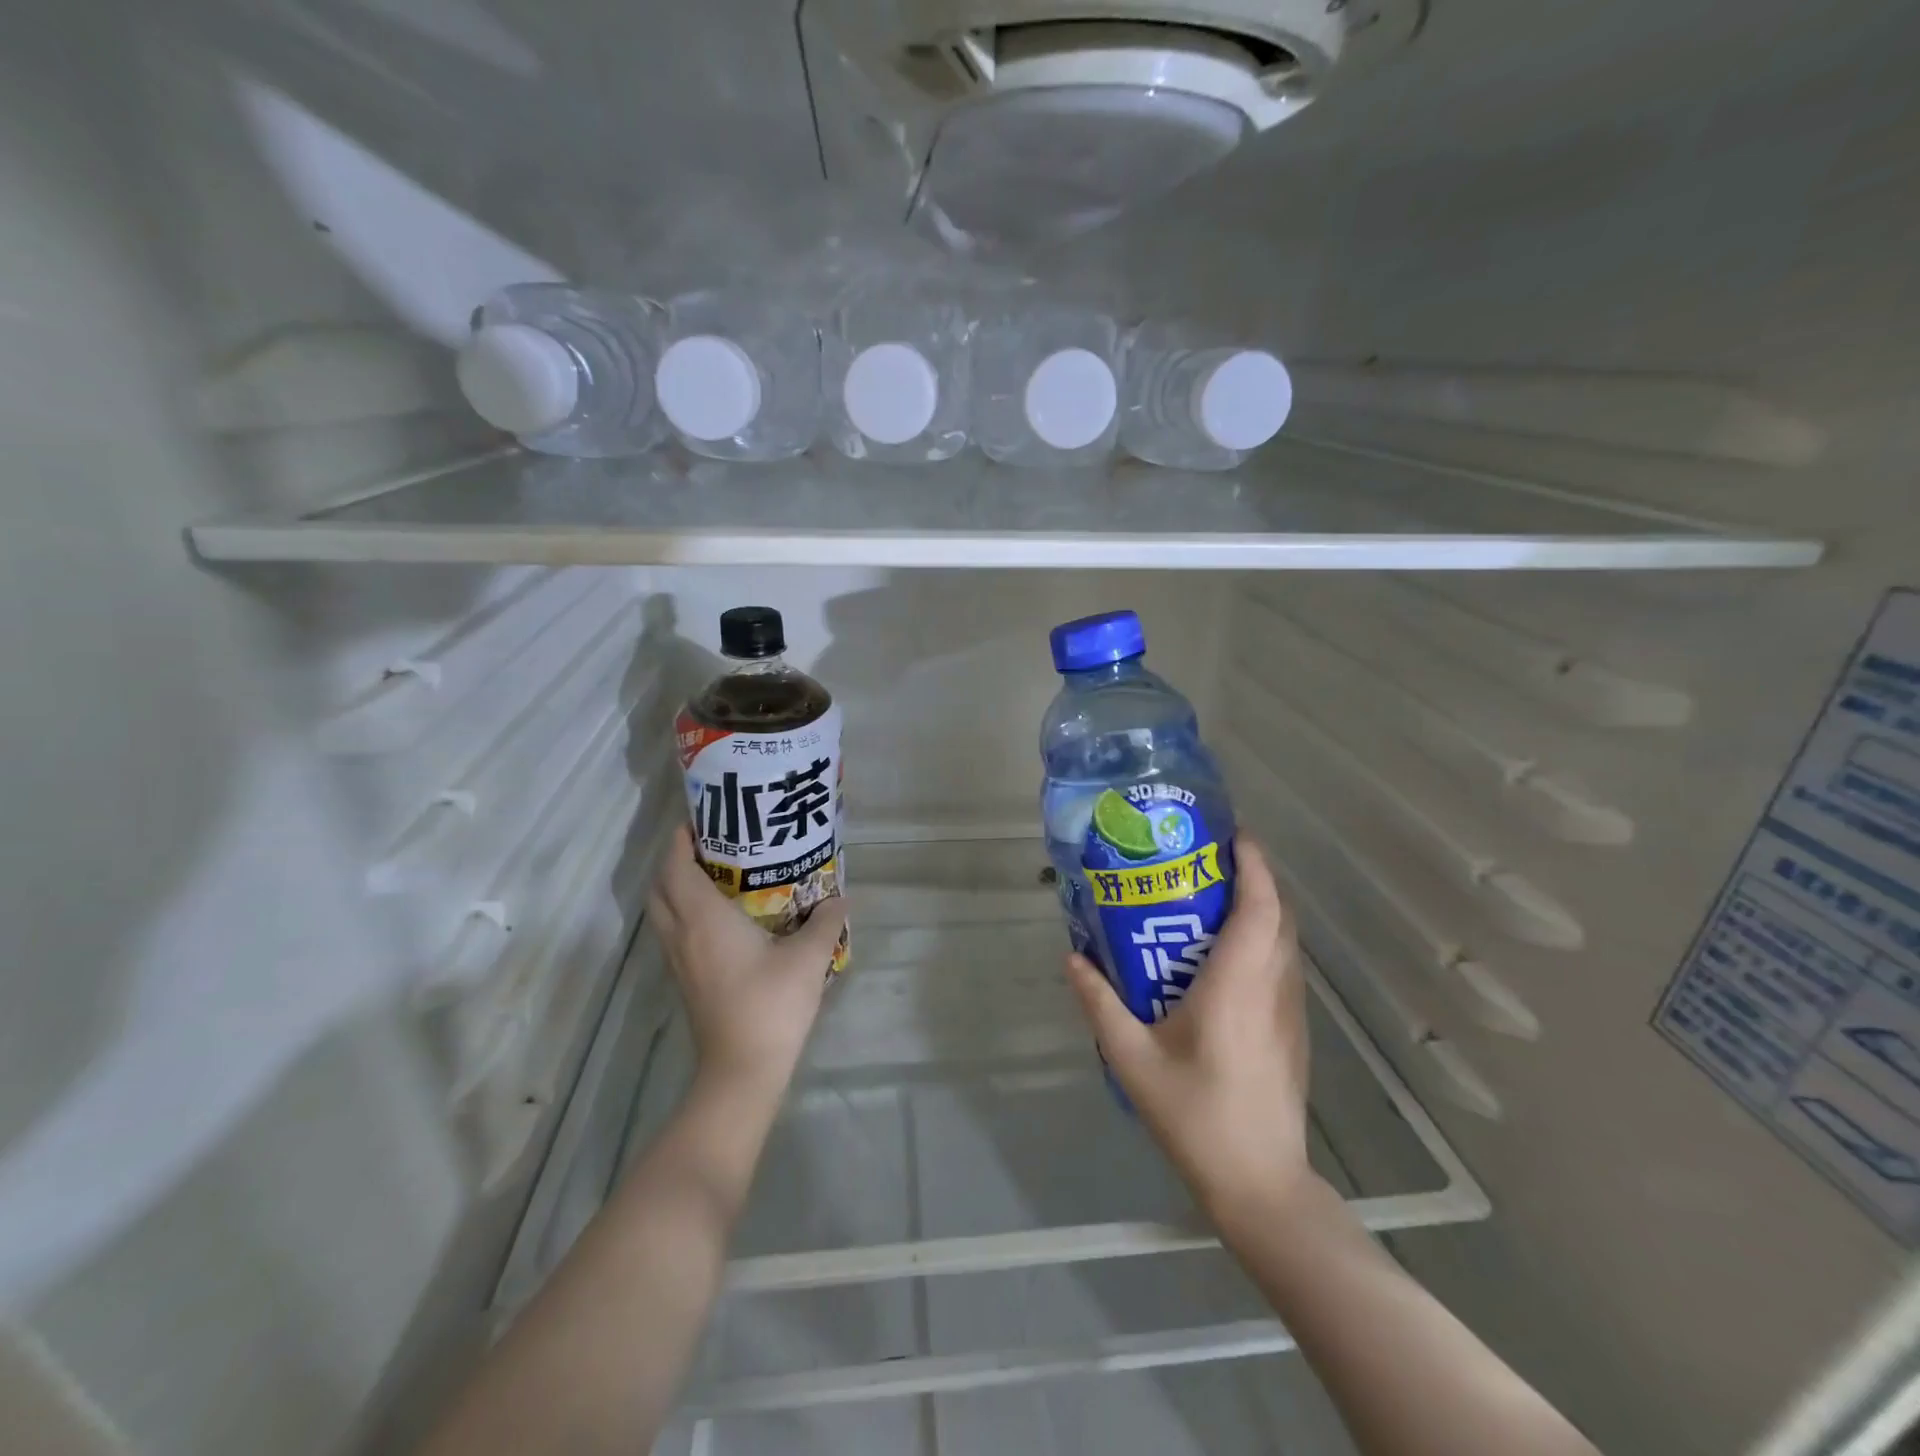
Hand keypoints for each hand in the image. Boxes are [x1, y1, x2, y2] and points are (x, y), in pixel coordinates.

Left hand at [648, 824, 846, 1093]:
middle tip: (709, 845)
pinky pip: (673, 932)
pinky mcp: (685, 980)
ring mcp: (679, 961)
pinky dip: (683, 913)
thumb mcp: (809, 958)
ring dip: (676, 887)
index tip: (700, 819)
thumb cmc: (771, 1005)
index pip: (676, 867)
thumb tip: (840, 897)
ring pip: (662, 912)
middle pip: (659, 887)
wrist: (742, 1071)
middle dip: (673, 860)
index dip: (679, 839)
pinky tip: (718, 917)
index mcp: (704, 919)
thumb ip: (826, 921)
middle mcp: (682, 934)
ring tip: (713, 875)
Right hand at [1063, 837, 1313, 1214]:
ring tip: (1212, 894)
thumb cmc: (1196, 1116)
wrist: (1260, 1184)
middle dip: (1253, 874)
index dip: (1252, 864)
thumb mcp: (1133, 1058)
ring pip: (1286, 939)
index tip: (1231, 833)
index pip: (1259, 907)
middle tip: (1208, 857)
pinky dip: (1263, 937)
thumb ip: (1100, 1003)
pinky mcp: (1293, 1030)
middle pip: (1278, 913)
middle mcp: (1272, 987)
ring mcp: (1290, 1010)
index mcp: (1238, 985)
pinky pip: (1283, 964)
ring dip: (1260, 905)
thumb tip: (1072, 957)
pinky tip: (1224, 954)